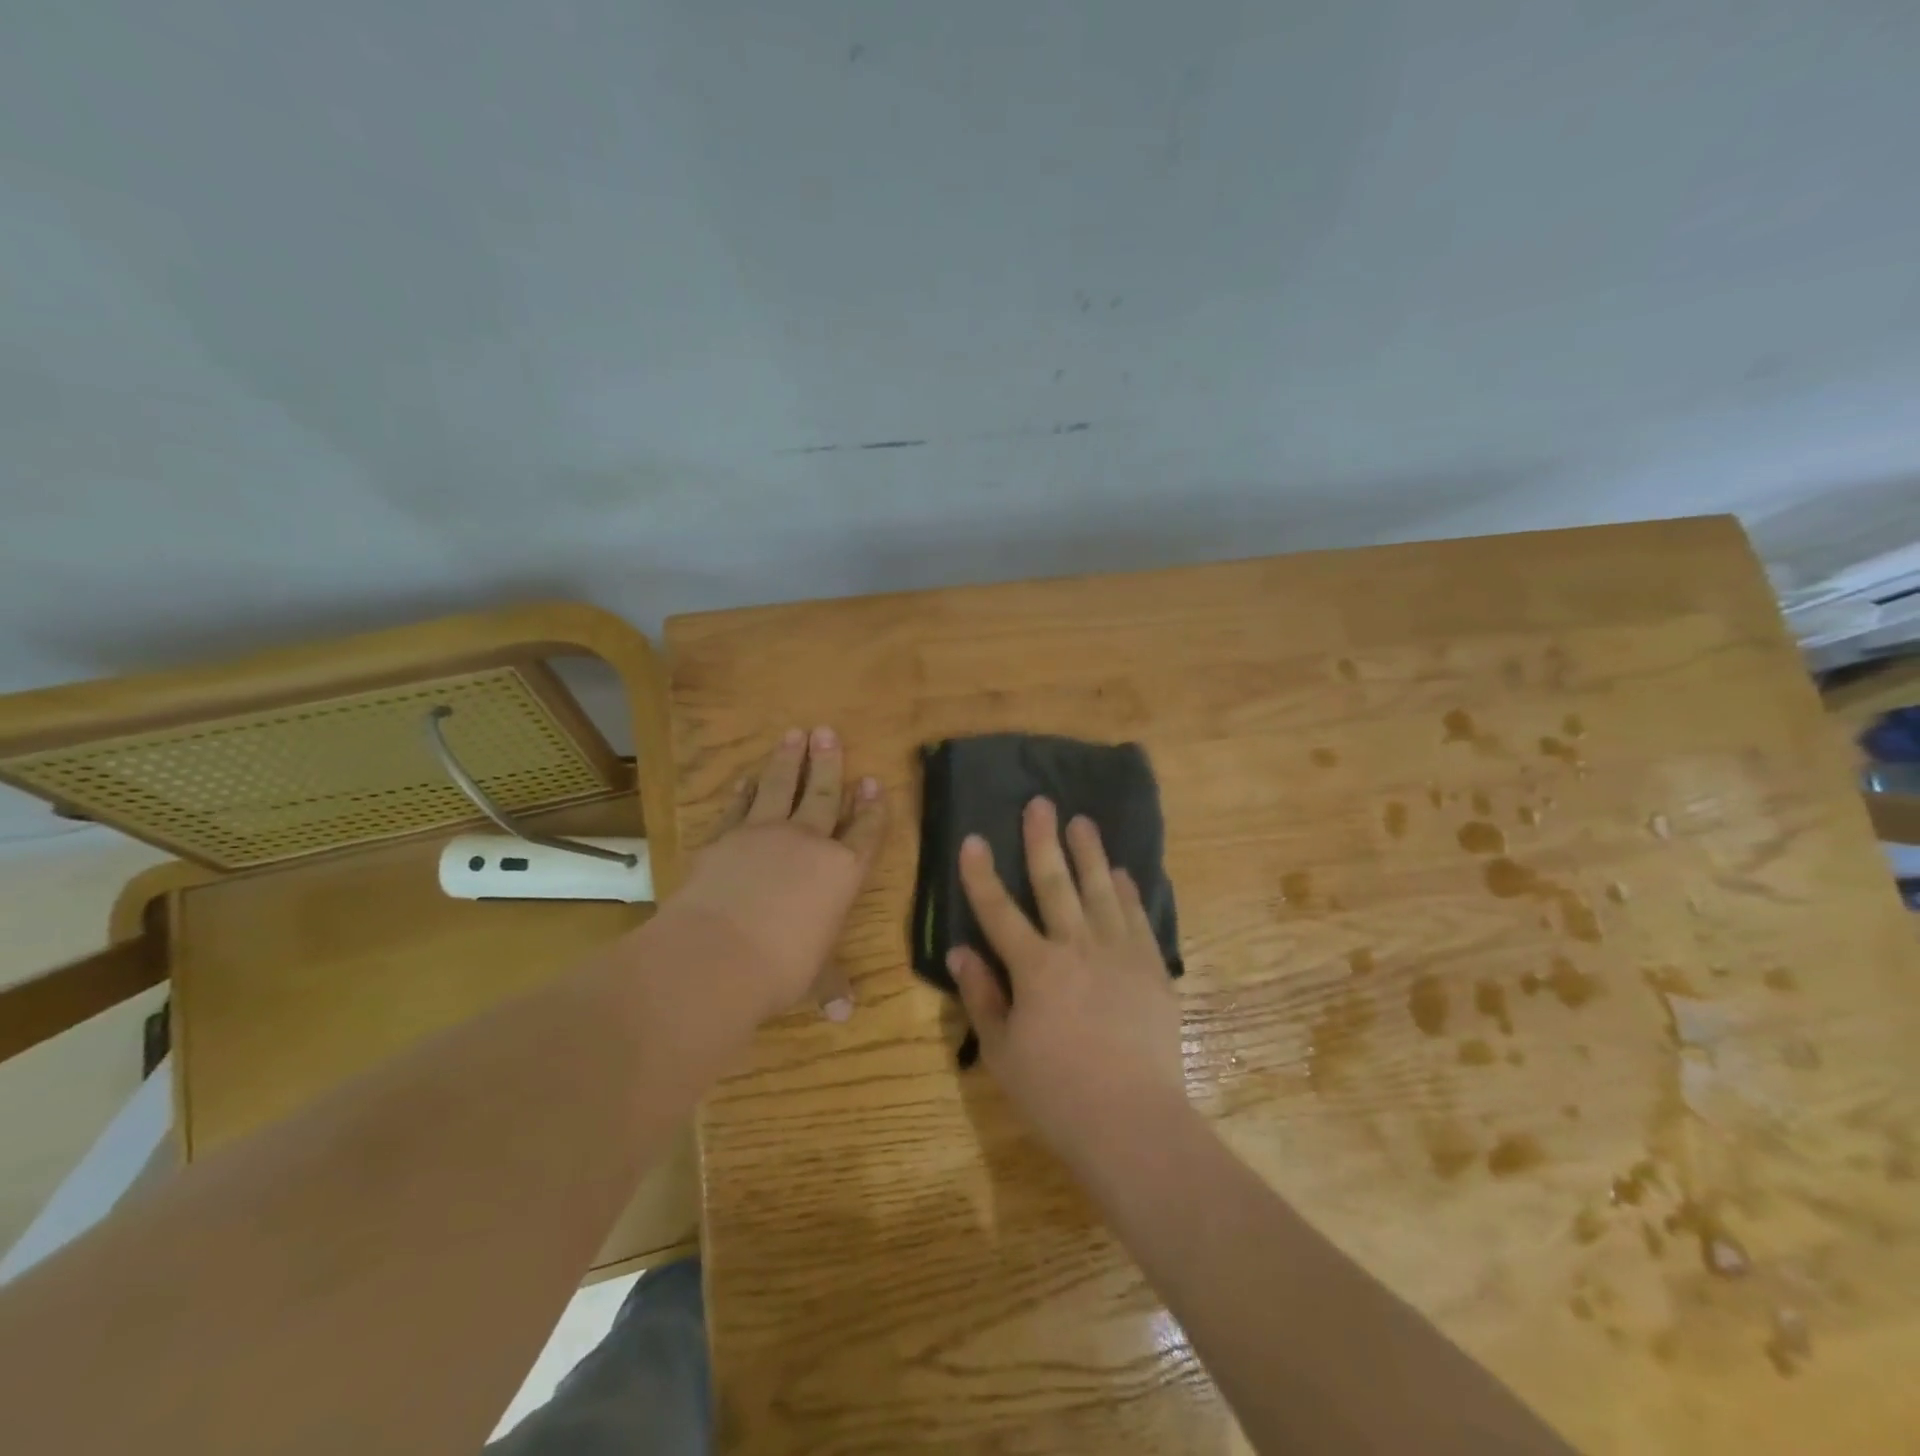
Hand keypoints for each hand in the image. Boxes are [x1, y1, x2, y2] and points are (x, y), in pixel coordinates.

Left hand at [669, 727, 885, 1022]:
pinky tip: (747, 778)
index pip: (864, 833)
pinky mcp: (723, 838)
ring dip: (788, 760)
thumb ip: (829, 984)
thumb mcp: (812, 978)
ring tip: (795, 734)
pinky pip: (738, 807)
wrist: (717, 954)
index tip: (873, 782)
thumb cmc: (781, 968)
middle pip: (823, 795)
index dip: (870, 808)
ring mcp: (763, 835)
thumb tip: (843, 1012)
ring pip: (781, 787)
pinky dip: (744, 792)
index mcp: (841, 872)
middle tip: (829, 732)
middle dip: (829, 763)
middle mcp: (808, 843)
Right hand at [947, 797, 1185, 1170]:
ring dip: (1089, 853)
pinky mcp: (1151, 968)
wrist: (1133, 1122)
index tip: (974, 839)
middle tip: (1040, 803)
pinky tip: (1121, 874)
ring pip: (1100, 890)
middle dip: (1043, 840)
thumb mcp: (1002, 1052)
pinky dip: (1127, 892)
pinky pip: (1136, 918)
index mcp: (1035, 968)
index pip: (998, 910)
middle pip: (1055, 883)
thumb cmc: (1056, 1093)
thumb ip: (982, 997)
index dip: (981, 874)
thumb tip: (960, 953)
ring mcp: (1119, 953)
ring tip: (1083, 822)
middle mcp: (1076, 947)